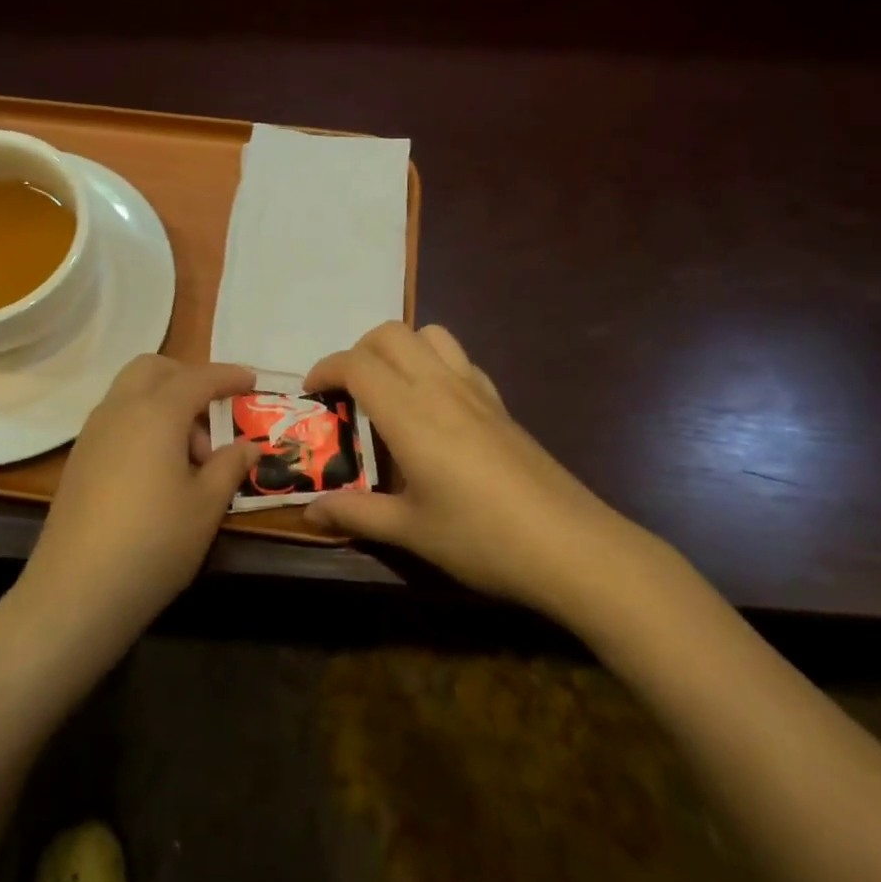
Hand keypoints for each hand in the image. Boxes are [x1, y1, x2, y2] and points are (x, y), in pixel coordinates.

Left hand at [19, 355, 259, 655]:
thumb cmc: (154, 542)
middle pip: (153, 369)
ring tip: (190, 456)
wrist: (76, 591)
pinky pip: (116, 419)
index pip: (198, 378)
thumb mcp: (206, 506)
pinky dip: (143, 424)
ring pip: (131, 393)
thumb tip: (248, 445)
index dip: (228, 376)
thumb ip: (230, 466)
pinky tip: (158, 470)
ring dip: (164, 403)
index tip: (251, 380)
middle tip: (214, 413)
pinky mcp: (79, 459)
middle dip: (187, 378)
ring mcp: (92, 434)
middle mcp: (120, 410)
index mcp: (156, 413)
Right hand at [303, 322, 631, 613]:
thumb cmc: (483, 539)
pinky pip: (459, 359)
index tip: (311, 395)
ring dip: (399, 348)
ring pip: (430, 334)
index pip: (357, 364)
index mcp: (410, 414)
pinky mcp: (501, 404)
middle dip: (358, 351)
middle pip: (390, 334)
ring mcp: (476, 391)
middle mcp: (440, 387)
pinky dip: (433, 363)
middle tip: (347, 393)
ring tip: (389, 391)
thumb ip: (356, 515)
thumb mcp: (411, 531)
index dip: (325, 369)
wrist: (572, 547)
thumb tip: (308, 513)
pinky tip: (435, 410)